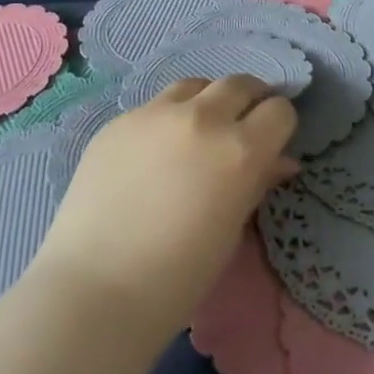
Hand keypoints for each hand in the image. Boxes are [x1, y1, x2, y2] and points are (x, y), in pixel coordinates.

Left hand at [29, 76, 298, 341]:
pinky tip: (154, 152)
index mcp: (241, 149)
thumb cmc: (178, 276)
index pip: (279, 111)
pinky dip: (168, 118)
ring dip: (208, 101)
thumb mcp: (231, 230)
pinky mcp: (120, 121)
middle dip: (249, 101)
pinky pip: (156, 106)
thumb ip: (257, 183)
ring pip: (196, 85)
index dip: (278, 126)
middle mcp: (203, 118)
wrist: (95, 290)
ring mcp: (156, 114)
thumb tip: (278, 162)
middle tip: (242, 127)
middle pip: (240, 84)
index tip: (271, 143)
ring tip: (199, 130)